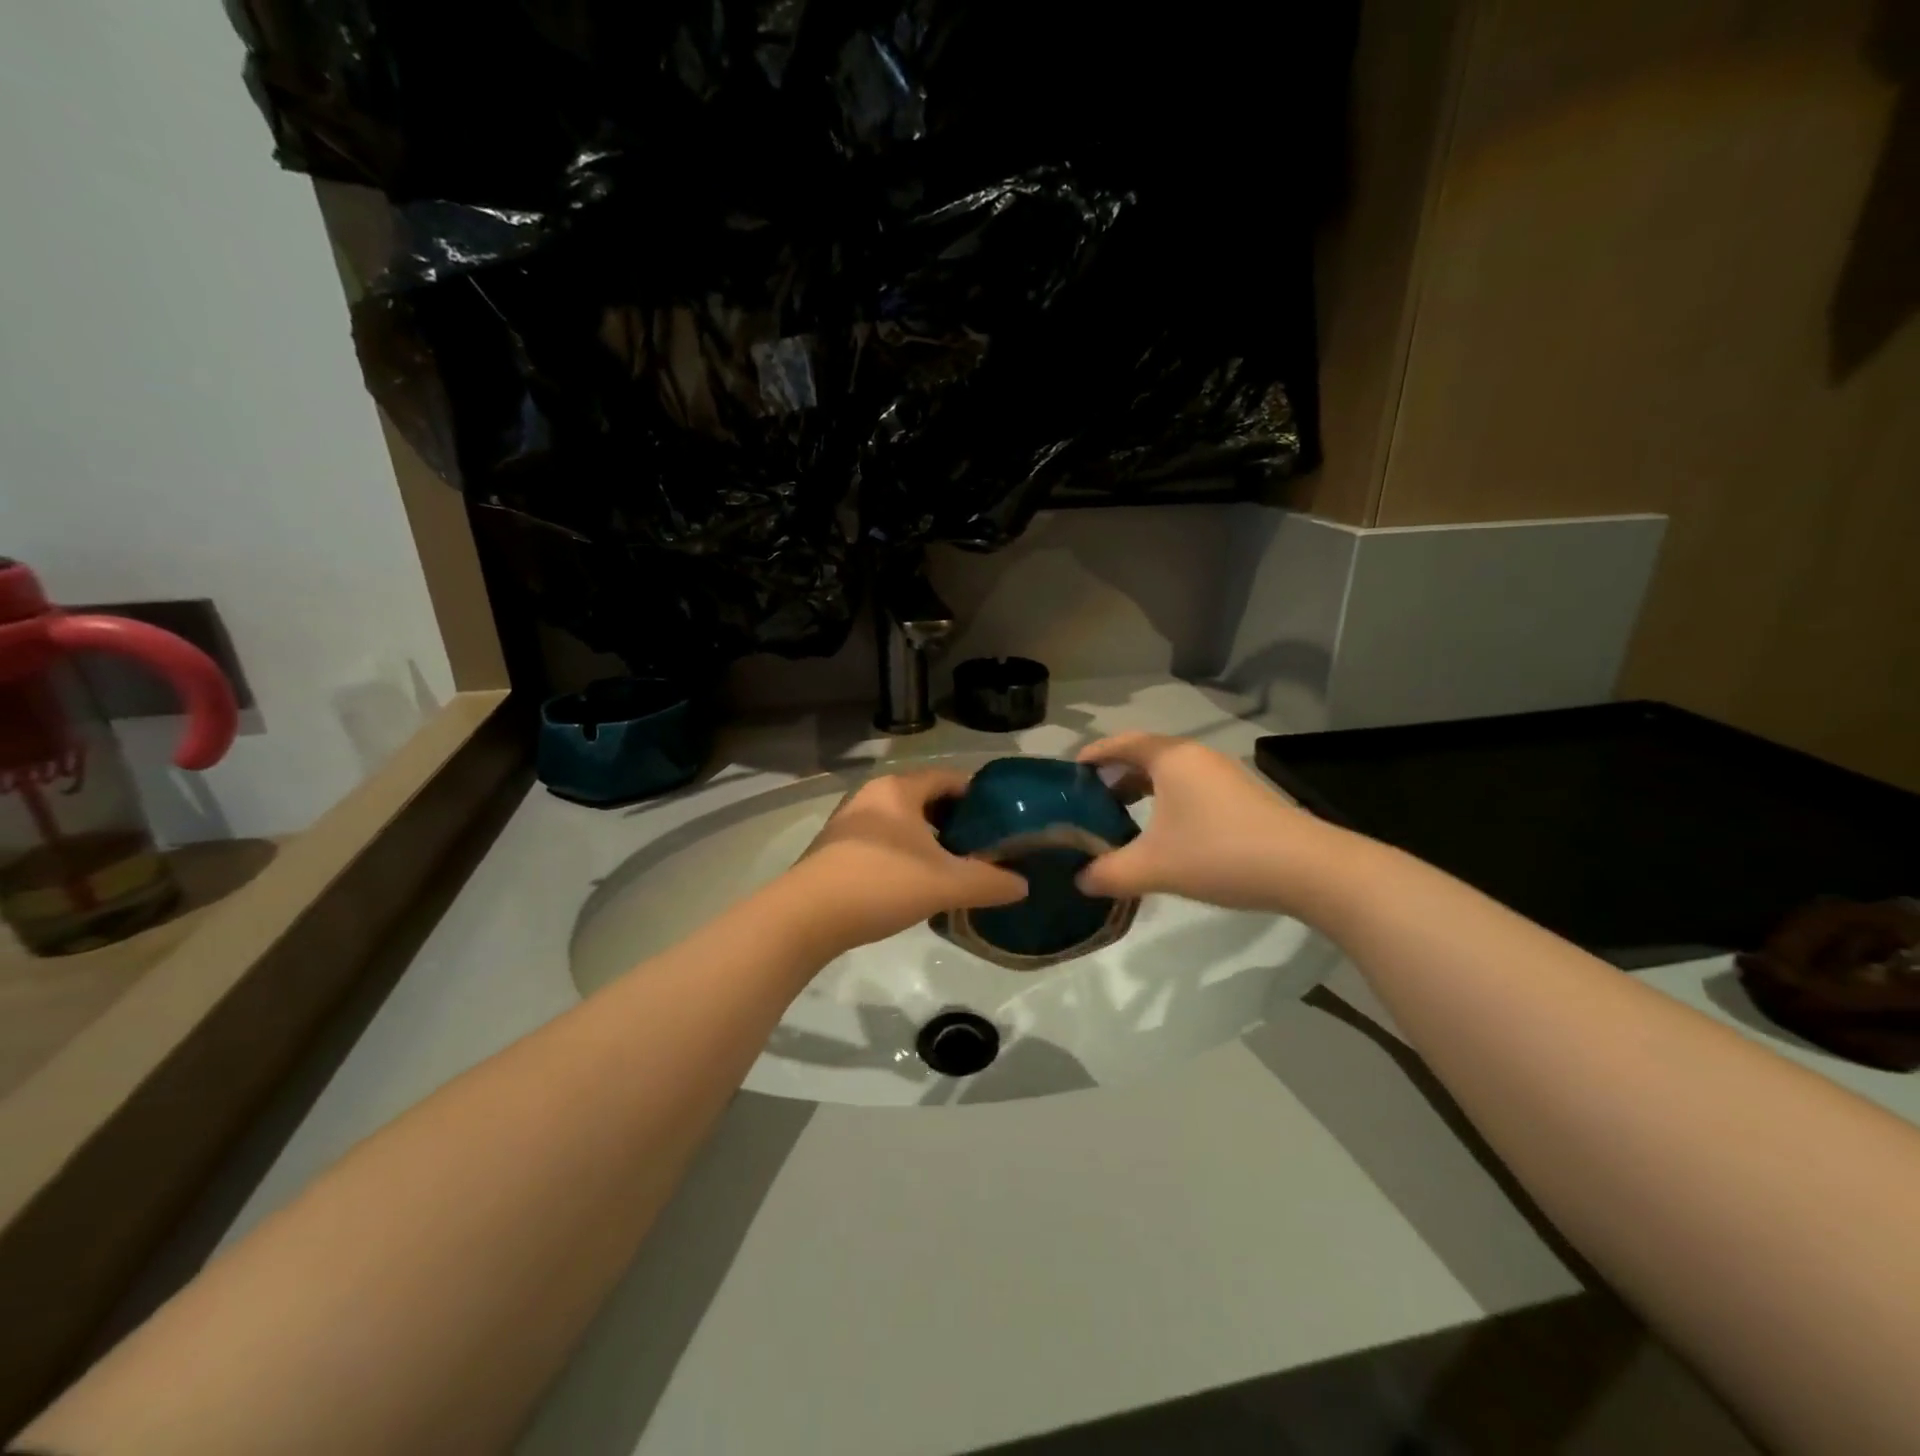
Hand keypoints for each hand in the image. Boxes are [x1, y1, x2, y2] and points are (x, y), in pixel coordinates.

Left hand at [786, 769, 1026, 951]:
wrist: (807, 916)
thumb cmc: (882, 884)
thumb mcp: (946, 885)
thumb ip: (989, 882)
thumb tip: (1022, 886)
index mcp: (900, 789)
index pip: (949, 778)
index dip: (978, 796)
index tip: (1001, 820)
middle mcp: (872, 795)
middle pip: (924, 798)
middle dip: (954, 820)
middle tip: (982, 846)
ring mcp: (849, 821)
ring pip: (901, 821)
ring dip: (927, 839)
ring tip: (952, 866)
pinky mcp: (834, 847)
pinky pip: (881, 839)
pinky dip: (903, 852)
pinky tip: (914, 881)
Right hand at [1074, 733, 1334, 912]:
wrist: (1305, 869)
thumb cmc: (1219, 854)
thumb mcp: (1154, 867)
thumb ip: (1109, 872)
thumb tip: (1080, 880)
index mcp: (1170, 758)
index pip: (1121, 743)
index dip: (1092, 755)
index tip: (1068, 774)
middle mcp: (1196, 757)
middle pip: (1143, 755)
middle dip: (1113, 775)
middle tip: (1087, 801)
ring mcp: (1222, 775)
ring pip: (1168, 773)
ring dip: (1140, 790)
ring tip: (1119, 817)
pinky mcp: (1240, 796)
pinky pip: (1188, 788)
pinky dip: (1165, 801)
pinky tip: (1161, 834)